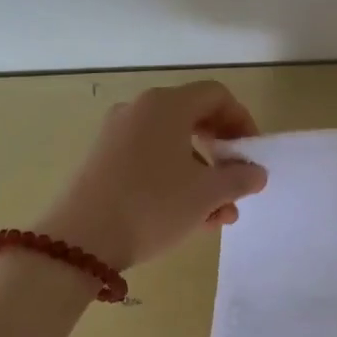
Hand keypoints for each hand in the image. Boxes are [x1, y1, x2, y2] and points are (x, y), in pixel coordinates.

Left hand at [35, 81, 268, 269]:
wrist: (80, 240)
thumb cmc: (152, 207)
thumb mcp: (206, 195)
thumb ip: (239, 179)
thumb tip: (255, 172)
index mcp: (167, 105)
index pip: (216, 96)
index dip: (242, 122)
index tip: (252, 155)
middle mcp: (139, 110)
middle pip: (194, 121)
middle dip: (222, 156)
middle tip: (237, 186)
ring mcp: (116, 135)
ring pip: (172, 147)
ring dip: (201, 177)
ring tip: (217, 216)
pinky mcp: (102, 160)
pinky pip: (149, 161)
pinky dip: (174, 181)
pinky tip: (187, 218)